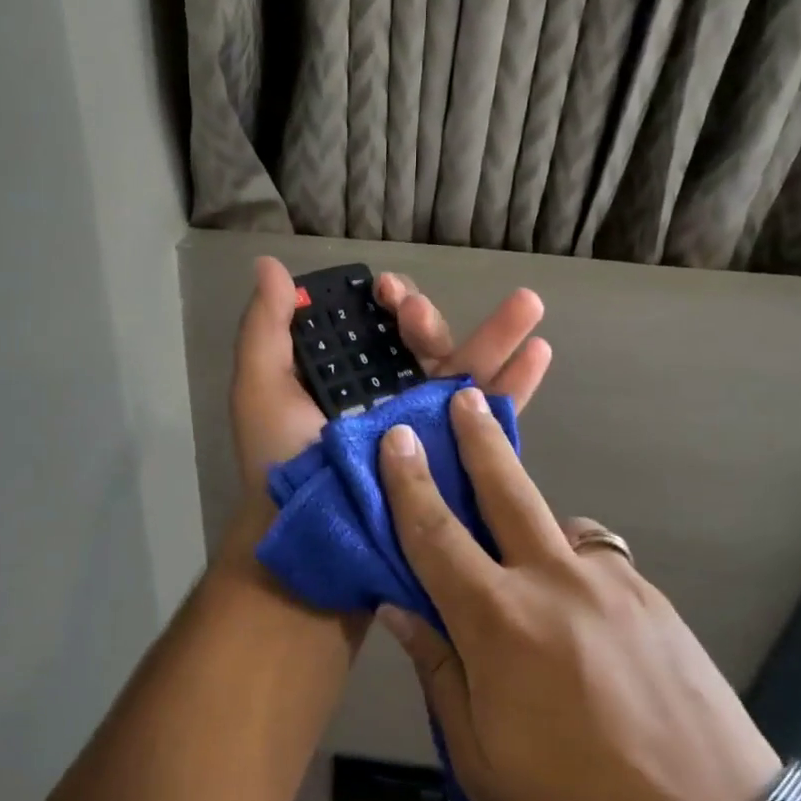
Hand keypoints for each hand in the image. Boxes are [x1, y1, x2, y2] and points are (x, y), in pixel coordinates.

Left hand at [228, 256, 552, 495]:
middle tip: (414, 312)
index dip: (387, 303)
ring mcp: (429, 426)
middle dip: (428, 318)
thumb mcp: (261, 390)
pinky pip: (492, 415)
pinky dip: (518, 383)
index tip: (385, 289)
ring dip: (498, 333)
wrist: (311, 535)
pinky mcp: (456, 455)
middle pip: (426, 343)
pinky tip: (539, 352)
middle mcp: (394, 396)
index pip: (379, 328)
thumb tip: (271, 265)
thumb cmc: (280, 464)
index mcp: (353, 377)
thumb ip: (266, 329)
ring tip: (528, 302)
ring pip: (468, 369)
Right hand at [373, 386, 780, 800]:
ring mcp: (612, 584)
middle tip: (464, 395)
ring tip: (520, 555)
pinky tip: (577, 606)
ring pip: (557, 523)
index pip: (437, 535)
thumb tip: (402, 608)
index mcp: (499, 624)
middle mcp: (554, 583)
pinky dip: (573, 561)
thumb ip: (440, 671)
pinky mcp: (654, 599)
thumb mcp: (480, 761)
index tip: (398, 437)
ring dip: (529, 518)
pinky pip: (597, 557)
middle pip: (506, 491)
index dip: (409, 483)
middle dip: (479, 439)